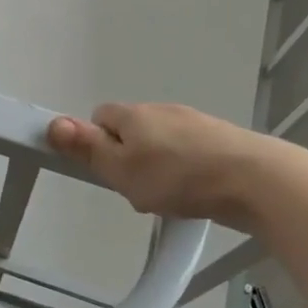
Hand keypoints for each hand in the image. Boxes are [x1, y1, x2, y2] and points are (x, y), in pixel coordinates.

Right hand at [47, 102, 273, 229]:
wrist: (254, 179)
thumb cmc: (179, 177)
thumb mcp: (122, 170)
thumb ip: (88, 149)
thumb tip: (53, 123)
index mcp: (134, 114)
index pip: (101, 116)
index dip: (97, 142)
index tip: (107, 170)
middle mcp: (163, 110)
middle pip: (132, 130)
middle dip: (129, 157)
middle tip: (137, 189)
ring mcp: (195, 123)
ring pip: (163, 143)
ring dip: (160, 165)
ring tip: (171, 197)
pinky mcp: (220, 140)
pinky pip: (190, 152)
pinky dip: (187, 170)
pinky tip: (197, 193)